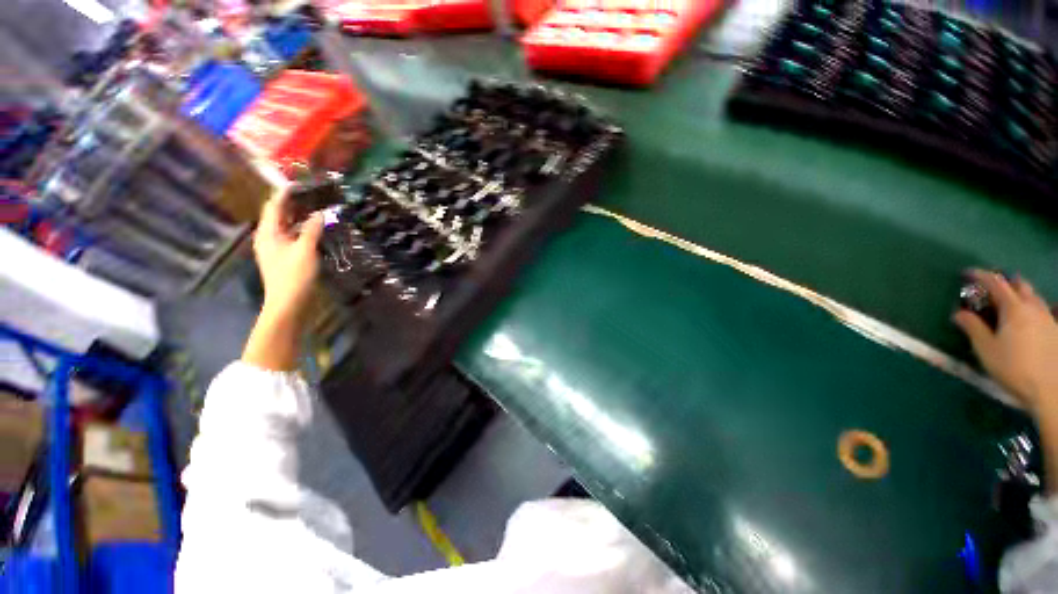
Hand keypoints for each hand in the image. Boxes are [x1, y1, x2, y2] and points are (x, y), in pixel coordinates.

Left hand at [253, 193, 324, 323]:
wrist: (288, 303)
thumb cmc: (294, 275)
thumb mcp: (305, 250)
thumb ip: (312, 230)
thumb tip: (321, 213)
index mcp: (268, 233)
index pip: (274, 206)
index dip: (284, 194)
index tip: (298, 183)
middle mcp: (268, 238)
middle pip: (278, 215)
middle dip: (292, 204)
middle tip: (311, 195)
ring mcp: (275, 248)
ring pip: (286, 226)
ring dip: (298, 217)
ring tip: (315, 208)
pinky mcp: (284, 257)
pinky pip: (291, 236)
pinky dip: (301, 229)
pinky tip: (314, 229)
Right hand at [954, 270, 1057, 413]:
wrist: (1049, 389)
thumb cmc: (1013, 368)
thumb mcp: (986, 350)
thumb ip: (973, 328)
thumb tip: (958, 313)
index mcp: (1013, 308)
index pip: (995, 283)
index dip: (980, 275)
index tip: (967, 274)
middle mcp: (1032, 307)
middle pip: (1019, 285)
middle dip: (1005, 283)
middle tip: (991, 289)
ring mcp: (1047, 317)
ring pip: (1033, 296)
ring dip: (1019, 294)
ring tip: (1009, 302)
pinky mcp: (1054, 329)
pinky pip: (1042, 309)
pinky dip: (1031, 307)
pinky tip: (1028, 318)